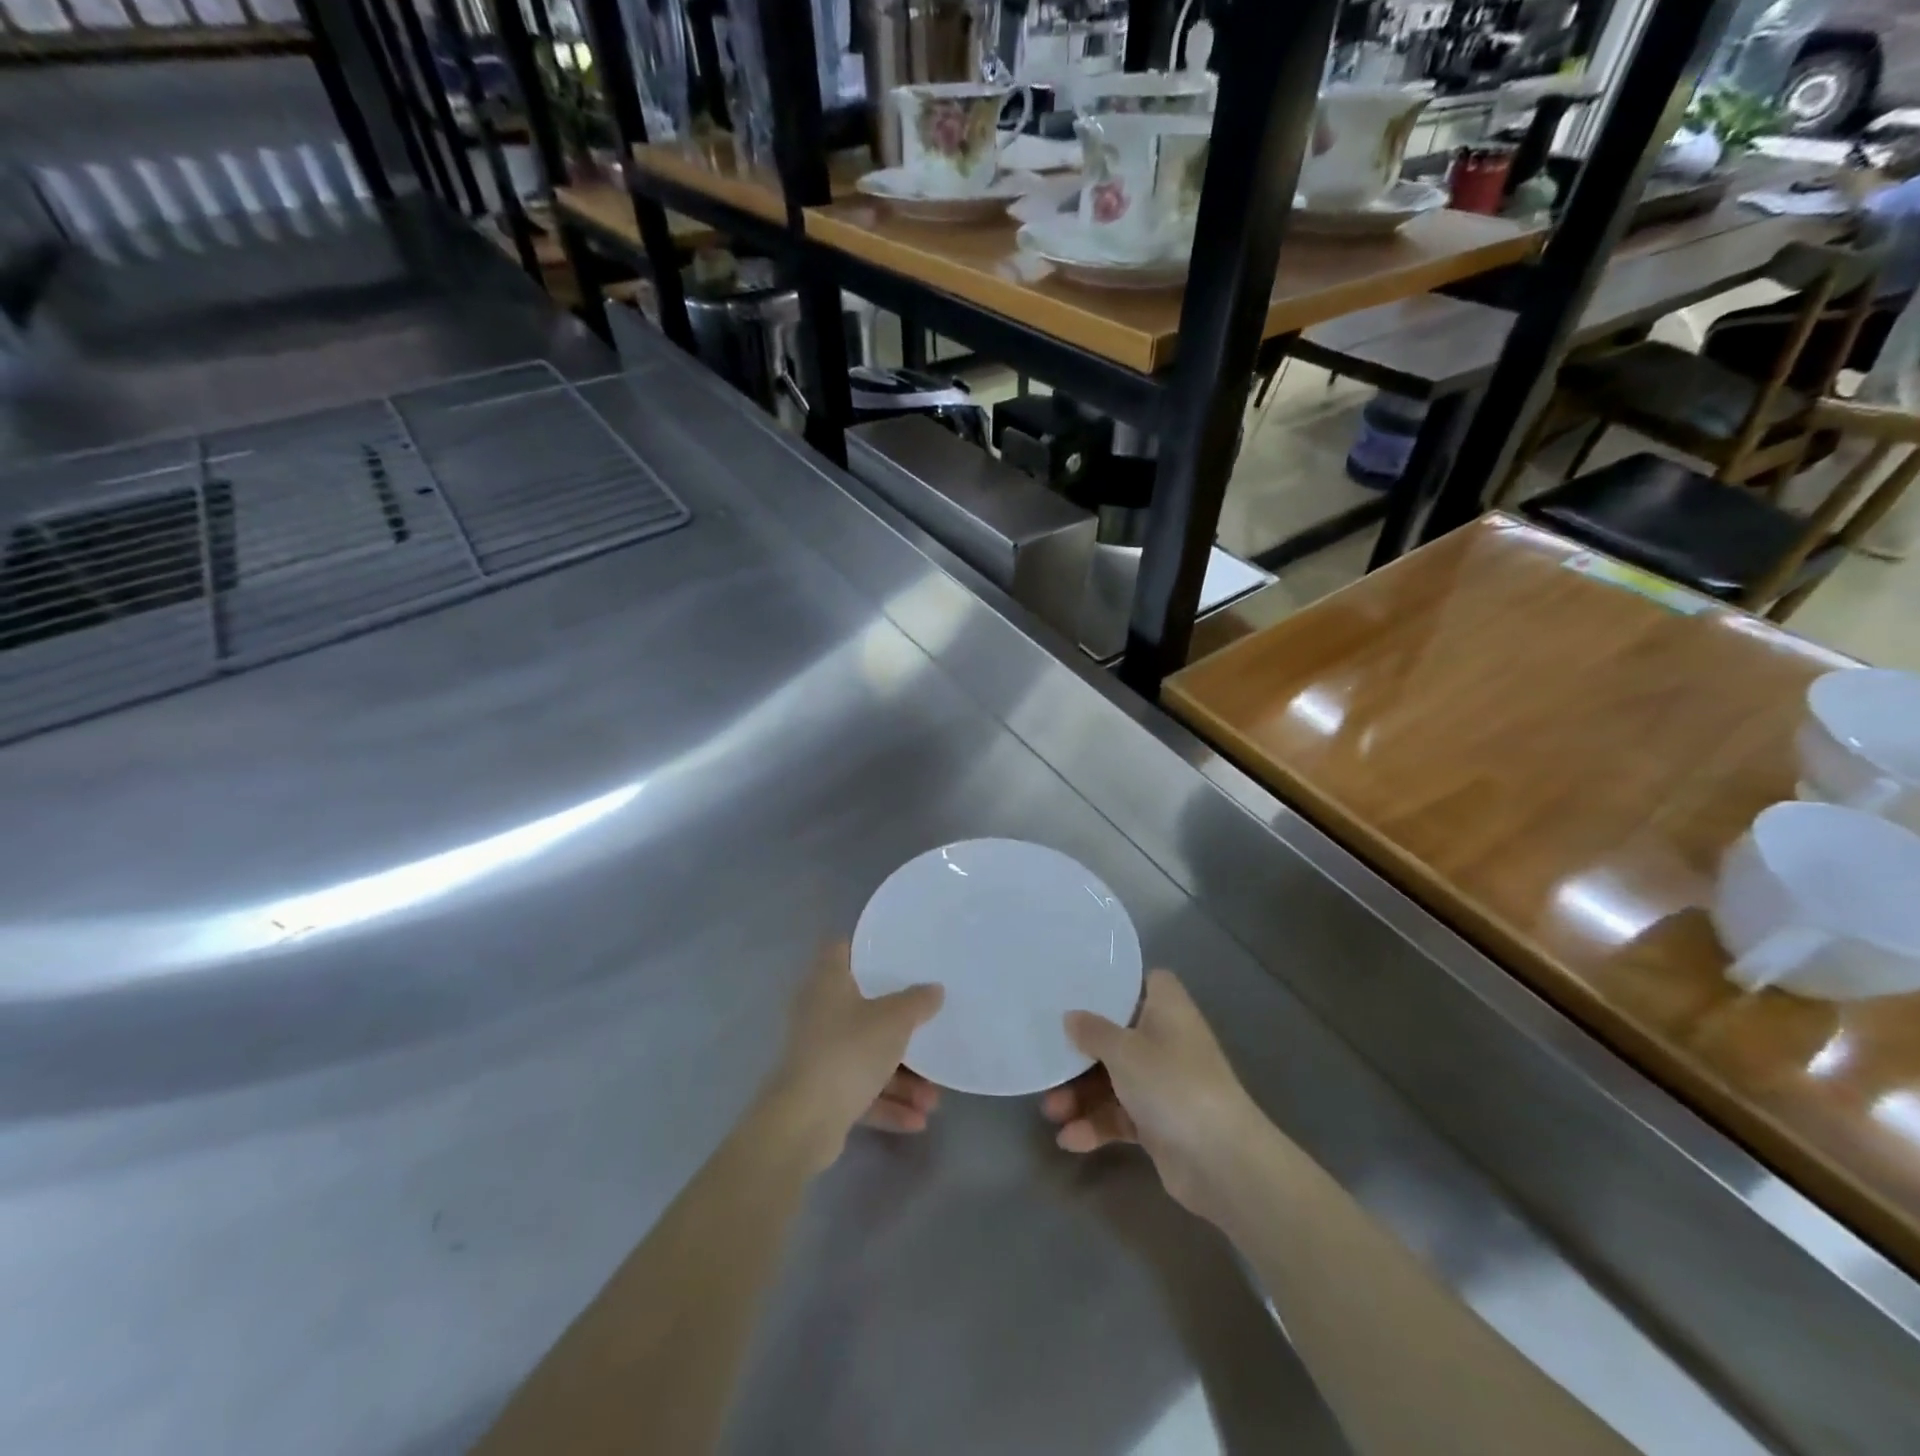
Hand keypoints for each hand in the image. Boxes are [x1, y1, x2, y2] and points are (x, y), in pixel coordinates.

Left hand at [766, 944, 943, 1170]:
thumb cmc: (849, 1050)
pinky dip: (886, 1103)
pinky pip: (860, 1091)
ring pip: (865, 1056)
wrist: (803, 1122)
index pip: (840, 950)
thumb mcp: (894, 1020)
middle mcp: (819, 1013)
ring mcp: (818, 1054)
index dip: (866, 948)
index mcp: (827, 983)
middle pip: (863, 1009)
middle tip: (929, 1027)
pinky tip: (917, 1121)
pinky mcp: (820, 1092)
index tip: (896, 953)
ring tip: (933, 1099)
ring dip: (900, 1078)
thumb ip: (917, 1002)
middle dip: (899, 1027)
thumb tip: (934, 989)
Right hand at [1041, 969, 1263, 1222]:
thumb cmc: (1172, 1084)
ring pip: (1115, 1079)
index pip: (1146, 982)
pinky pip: (1120, 1116)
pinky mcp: (1159, 1123)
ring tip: (1050, 1112)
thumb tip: (1070, 1016)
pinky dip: (1097, 1125)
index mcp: (1168, 1010)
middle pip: (1118, 1035)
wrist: (1221, 1161)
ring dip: (1082, 1094)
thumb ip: (1093, 1031)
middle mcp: (1167, 1041)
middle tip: (1048, 1059)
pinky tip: (1069, 1139)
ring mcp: (1164, 1084)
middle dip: (1081, 1052)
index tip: (1081, 988)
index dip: (1117, 984)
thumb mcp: (1124, 1051)